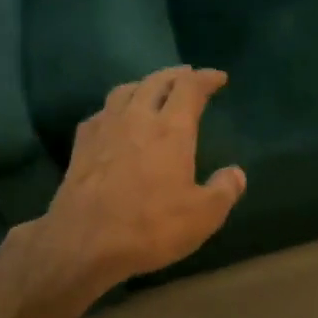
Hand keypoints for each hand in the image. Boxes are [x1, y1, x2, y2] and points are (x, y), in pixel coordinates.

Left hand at [30, 65, 245, 296]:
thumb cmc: (149, 226)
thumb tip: (236, 173)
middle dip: (176, 75)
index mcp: (171, 130)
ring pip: (125, 91)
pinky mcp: (81, 145)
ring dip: (144, 84)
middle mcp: (137, 119)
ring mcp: (105, 129)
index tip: (218, 77)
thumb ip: (224, 190)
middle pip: (156, 82)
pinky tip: (116, 119)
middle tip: (188, 76)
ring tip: (153, 90)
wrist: (83, 242)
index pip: (190, 88)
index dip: (206, 78)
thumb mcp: (203, 216)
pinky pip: (101, 113)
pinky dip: (116, 107)